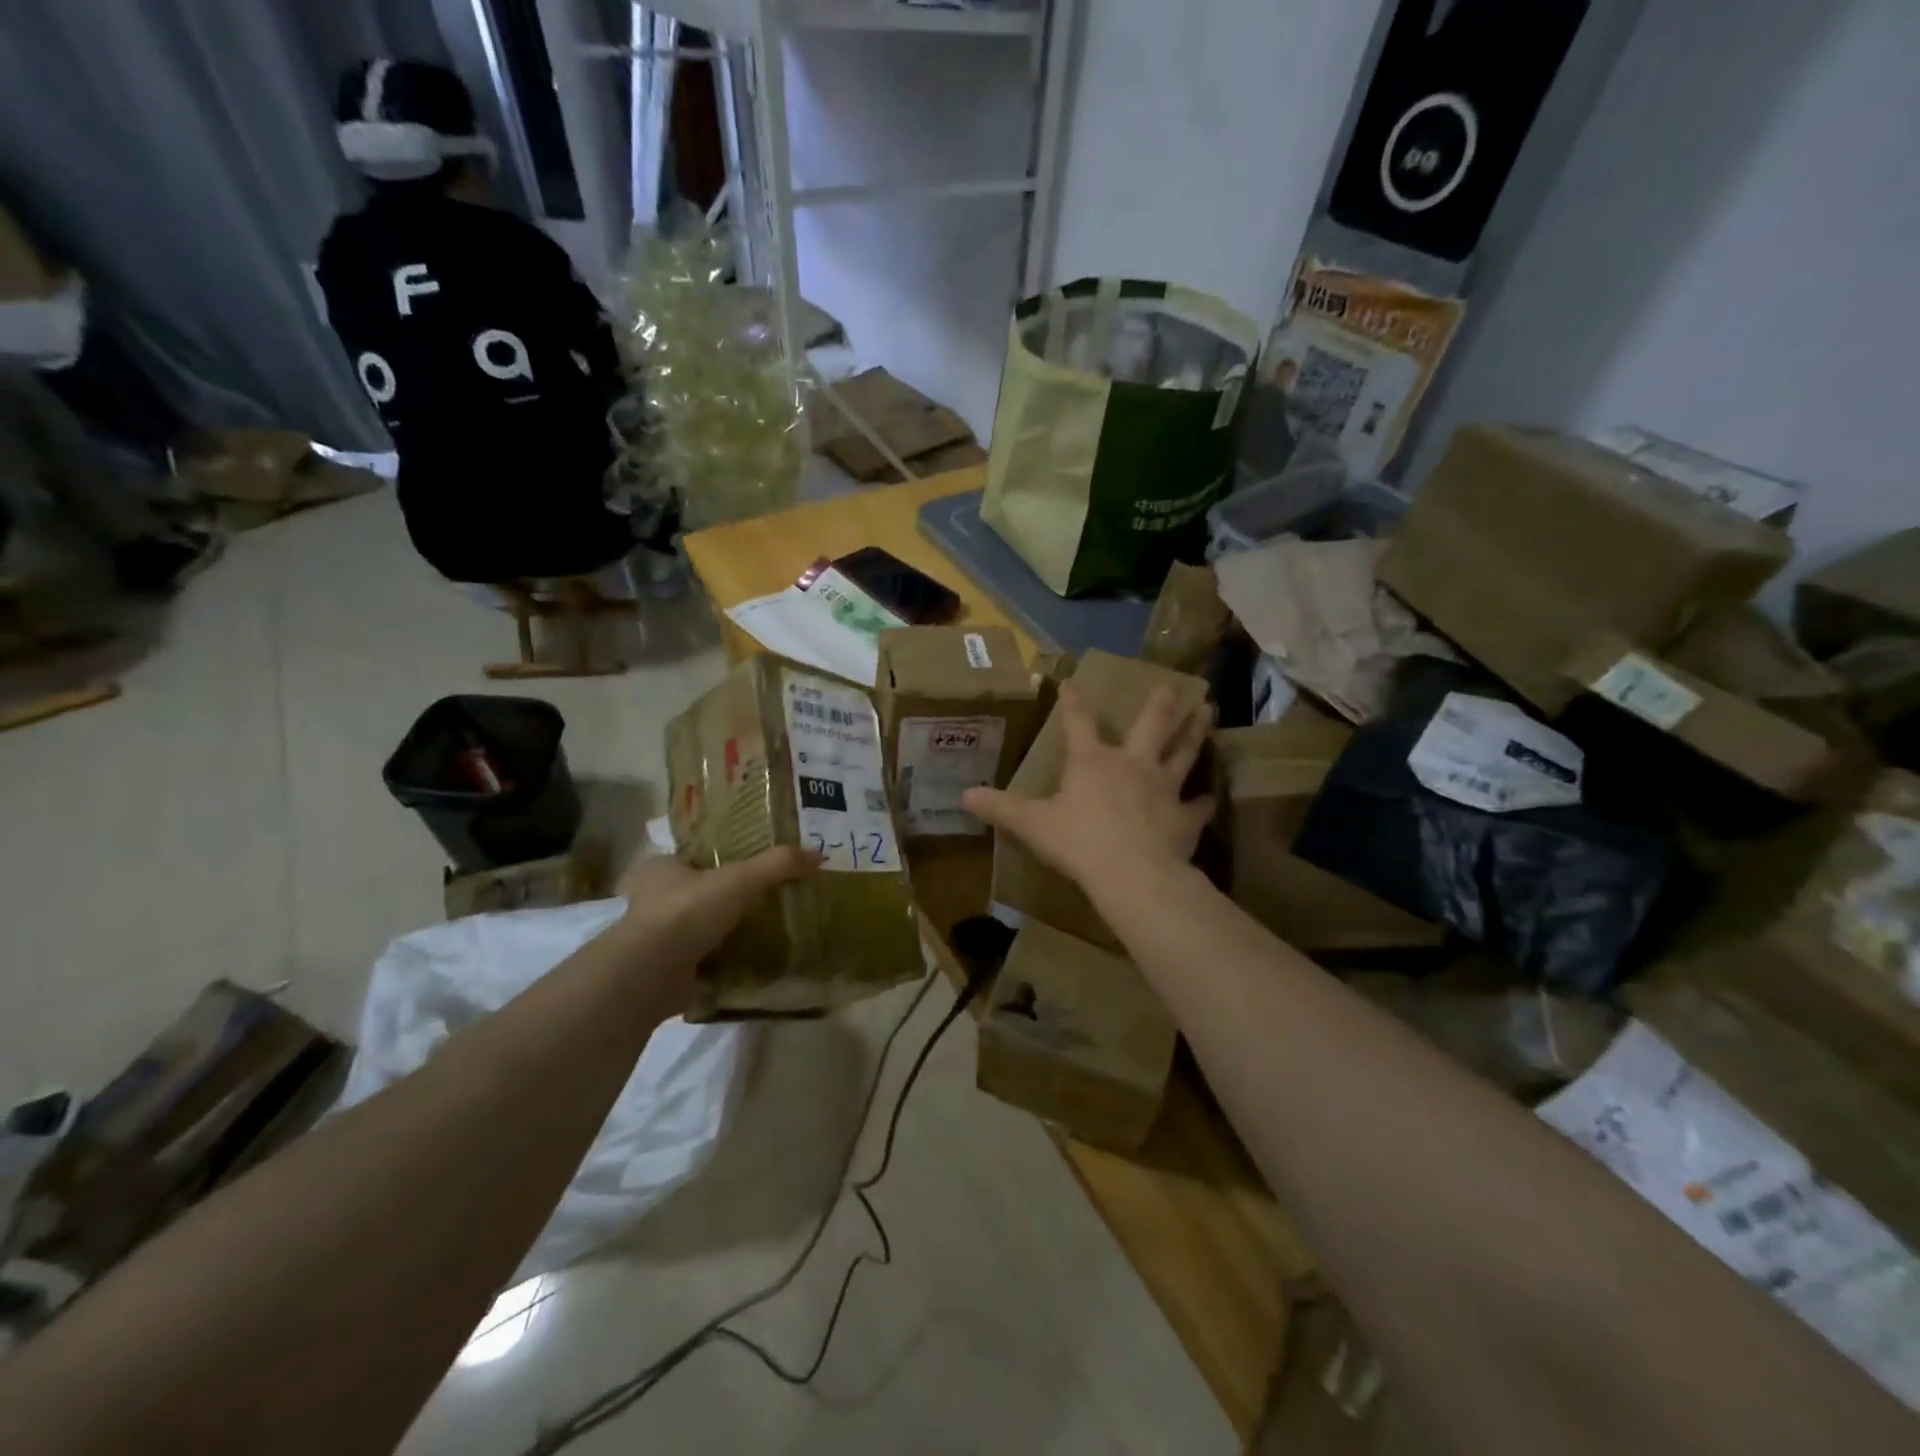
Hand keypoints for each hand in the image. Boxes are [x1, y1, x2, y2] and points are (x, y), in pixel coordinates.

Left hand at [607, 847, 819, 1011]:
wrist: (651, 975)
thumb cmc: (687, 912)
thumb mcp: (740, 879)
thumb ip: (778, 865)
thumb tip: (818, 855)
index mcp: (659, 869)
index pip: (691, 858)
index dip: (717, 861)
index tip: (748, 868)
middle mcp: (650, 901)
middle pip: (695, 894)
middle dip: (722, 901)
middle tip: (761, 902)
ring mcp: (655, 941)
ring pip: (697, 930)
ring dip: (722, 934)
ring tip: (762, 933)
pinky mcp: (664, 973)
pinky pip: (700, 964)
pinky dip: (721, 965)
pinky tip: (749, 965)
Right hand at [962, 683, 1213, 891]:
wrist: (1130, 873)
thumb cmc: (1077, 841)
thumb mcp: (1031, 824)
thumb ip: (1000, 808)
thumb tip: (964, 795)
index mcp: (1092, 762)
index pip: (1078, 723)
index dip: (1073, 703)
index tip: (1073, 683)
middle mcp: (1132, 764)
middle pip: (1151, 725)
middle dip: (1161, 704)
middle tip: (1175, 686)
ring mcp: (1164, 788)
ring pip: (1184, 753)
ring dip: (1196, 733)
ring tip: (1209, 713)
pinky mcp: (1184, 817)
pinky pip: (1199, 806)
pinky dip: (1204, 802)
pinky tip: (1211, 798)